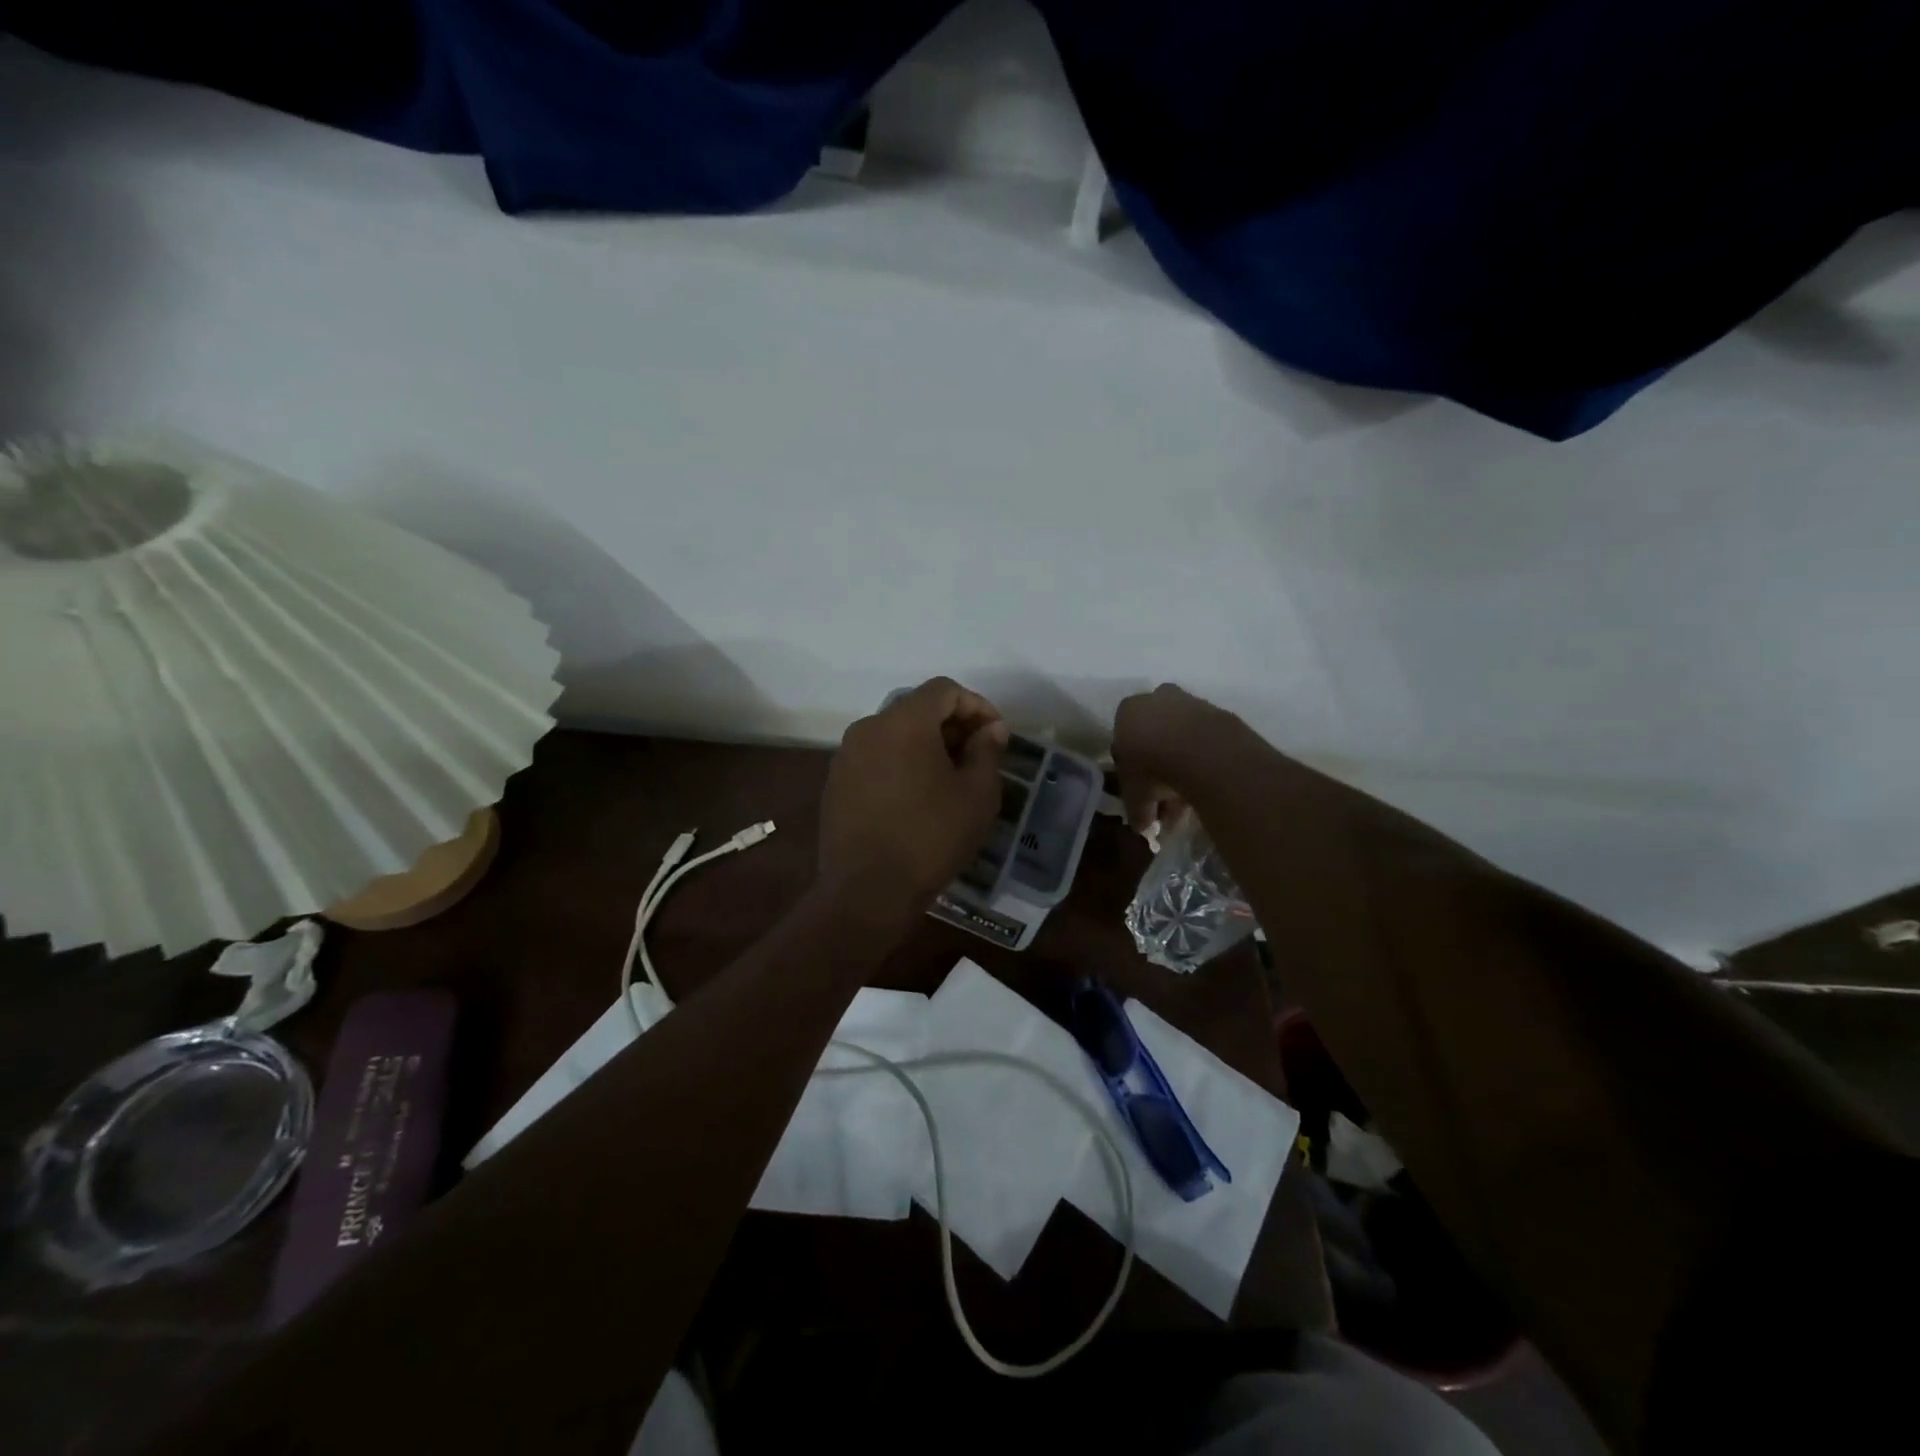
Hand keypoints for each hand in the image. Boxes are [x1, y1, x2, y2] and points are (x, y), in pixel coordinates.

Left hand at [818, 678, 1008, 923]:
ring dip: (926, 745)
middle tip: (977, 757)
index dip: (977, 706)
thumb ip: (986, 751)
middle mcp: (868, 727)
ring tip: (949, 778)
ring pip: (894, 734)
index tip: (996, 736)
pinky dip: (900, 763)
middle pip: (916, 708)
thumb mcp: (977, 795)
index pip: (944, 690)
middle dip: (952, 725)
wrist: (867, 891)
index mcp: (904, 722)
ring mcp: (846, 755)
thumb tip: (990, 730)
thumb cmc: (931, 837)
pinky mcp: (836, 782)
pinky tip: (917, 796)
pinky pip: (875, 758)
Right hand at [1111, 684, 1240, 834]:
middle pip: (1155, 738)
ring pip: (1182, 741)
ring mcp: (1191, 703)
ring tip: (1188, 803)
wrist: (1206, 754)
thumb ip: (1136, 810)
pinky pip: (1206, 743)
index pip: (1123, 741)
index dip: (1131, 771)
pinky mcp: (1220, 714)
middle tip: (1165, 801)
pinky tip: (1206, 788)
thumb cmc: (1154, 768)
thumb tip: (1141, 825)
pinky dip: (1204, 764)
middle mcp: (1157, 699)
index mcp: (1128, 711)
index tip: (1140, 792)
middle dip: (1158, 770)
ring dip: (1182, 769)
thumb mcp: (1135, 796)